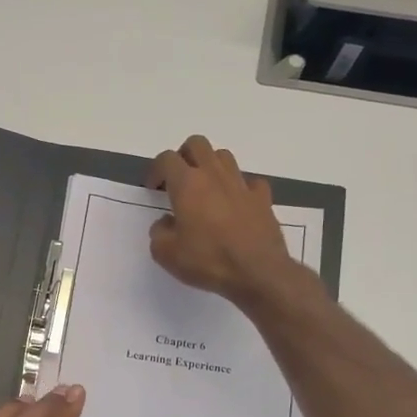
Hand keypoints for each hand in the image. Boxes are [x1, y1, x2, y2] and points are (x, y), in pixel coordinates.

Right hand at [147, 136, 298, 308]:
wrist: (258, 272)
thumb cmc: (208, 261)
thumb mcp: (166, 254)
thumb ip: (159, 233)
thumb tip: (166, 223)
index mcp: (187, 184)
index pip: (166, 159)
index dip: (156, 169)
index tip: (153, 188)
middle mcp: (214, 175)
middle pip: (197, 144)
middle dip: (183, 156)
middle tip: (178, 179)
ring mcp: (241, 184)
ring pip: (224, 156)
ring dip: (211, 166)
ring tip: (206, 189)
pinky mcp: (262, 198)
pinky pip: (249, 182)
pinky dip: (239, 188)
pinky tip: (236, 204)